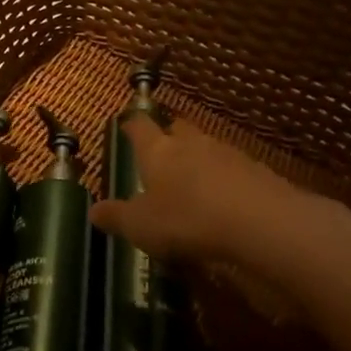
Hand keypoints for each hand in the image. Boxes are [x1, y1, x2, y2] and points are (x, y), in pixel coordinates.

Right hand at [90, 117, 350, 281]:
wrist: (259, 221)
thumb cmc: (186, 218)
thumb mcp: (141, 226)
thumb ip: (116, 217)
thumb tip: (92, 210)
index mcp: (157, 150)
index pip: (139, 126)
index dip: (131, 125)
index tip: (126, 124)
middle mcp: (190, 143)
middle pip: (176, 128)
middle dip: (167, 135)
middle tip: (160, 150)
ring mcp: (226, 154)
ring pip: (206, 147)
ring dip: (198, 158)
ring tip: (191, 181)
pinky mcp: (255, 171)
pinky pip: (232, 169)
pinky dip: (224, 179)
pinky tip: (223, 200)